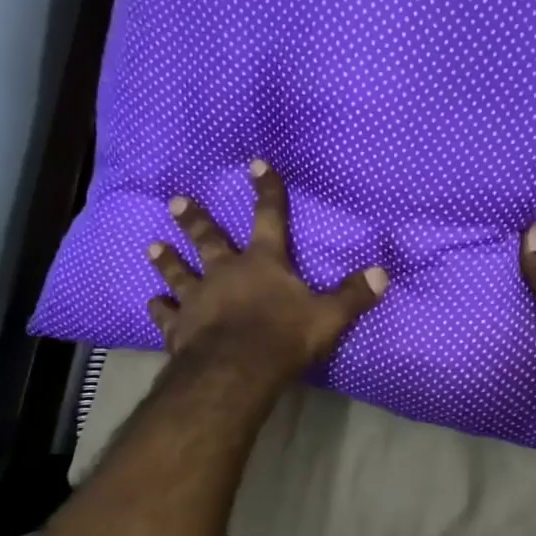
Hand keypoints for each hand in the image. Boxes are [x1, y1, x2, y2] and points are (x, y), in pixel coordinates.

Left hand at [147, 161, 387, 384]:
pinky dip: (158, 308)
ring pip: (179, 273)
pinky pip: (165, 314)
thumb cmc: (284, 338)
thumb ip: (353, 295)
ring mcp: (197, 299)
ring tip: (152, 246)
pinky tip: (152, 303)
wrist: (235, 371)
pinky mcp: (179, 328)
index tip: (256, 164)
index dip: (267, 191)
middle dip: (195, 220)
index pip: (269, 218)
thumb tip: (384, 272)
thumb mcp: (329, 316)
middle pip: (208, 240)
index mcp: (263, 263)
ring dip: (167, 260)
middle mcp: (225, 273)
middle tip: (177, 200)